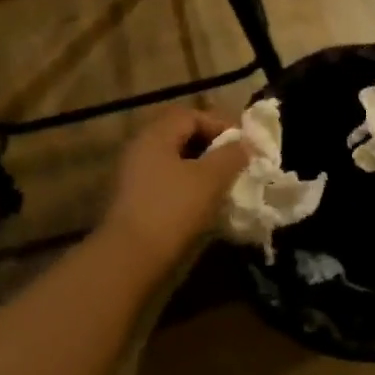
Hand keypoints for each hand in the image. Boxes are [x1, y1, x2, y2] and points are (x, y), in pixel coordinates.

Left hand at [98, 106, 251, 275]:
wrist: (130, 258)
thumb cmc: (173, 209)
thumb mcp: (211, 179)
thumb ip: (231, 156)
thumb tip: (244, 145)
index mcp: (156, 135)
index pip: (191, 115)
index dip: (221, 124)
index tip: (244, 145)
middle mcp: (140, 149)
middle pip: (181, 137)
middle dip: (212, 147)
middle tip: (235, 163)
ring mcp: (133, 176)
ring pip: (174, 162)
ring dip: (201, 170)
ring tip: (224, 186)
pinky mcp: (133, 202)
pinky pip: (166, 183)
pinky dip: (187, 187)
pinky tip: (204, 205)